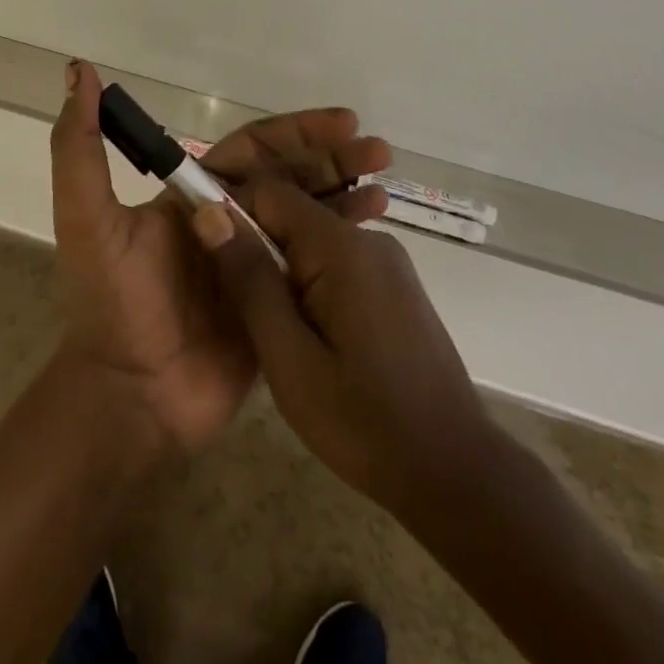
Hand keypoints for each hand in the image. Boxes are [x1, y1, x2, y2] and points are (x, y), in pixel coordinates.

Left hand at [50, 61, 389, 453]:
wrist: (130, 397)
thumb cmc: (111, 302)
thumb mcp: (87, 217)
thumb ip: (80, 146)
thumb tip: (80, 72)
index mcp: (195, 196)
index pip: (255, 148)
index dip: (296, 131)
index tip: (341, 120)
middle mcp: (229, 221)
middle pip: (290, 176)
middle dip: (331, 157)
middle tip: (378, 150)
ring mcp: (256, 263)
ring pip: (308, 215)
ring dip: (345, 192)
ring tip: (384, 181)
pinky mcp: (276, 304)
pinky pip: (315, 265)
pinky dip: (344, 242)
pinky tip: (376, 229)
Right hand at [193, 175, 488, 513]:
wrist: (454, 470)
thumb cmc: (363, 421)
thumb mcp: (288, 357)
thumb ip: (249, 280)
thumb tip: (210, 213)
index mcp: (340, 246)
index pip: (269, 192)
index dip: (232, 215)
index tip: (210, 256)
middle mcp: (367, 238)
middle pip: (293, 213)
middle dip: (258, 248)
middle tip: (242, 309)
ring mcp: (388, 259)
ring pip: (313, 239)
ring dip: (285, 271)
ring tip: (275, 330)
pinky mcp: (396, 282)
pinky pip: (338, 261)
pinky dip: (312, 283)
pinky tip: (311, 333)